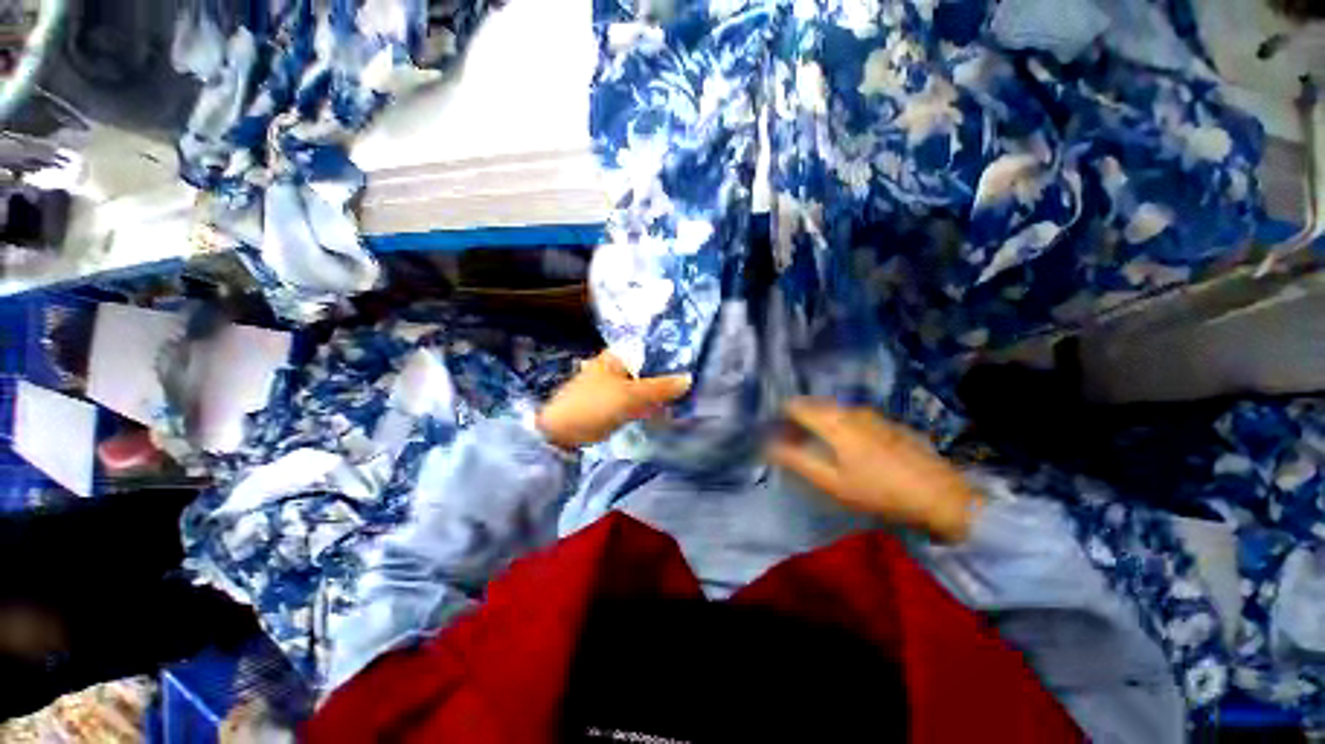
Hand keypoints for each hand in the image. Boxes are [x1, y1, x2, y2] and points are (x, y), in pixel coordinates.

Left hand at [537, 351, 691, 448]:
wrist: (562, 433)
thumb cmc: (594, 405)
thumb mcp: (630, 396)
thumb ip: (660, 388)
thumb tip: (689, 379)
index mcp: (616, 356)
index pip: (649, 350)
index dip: (670, 356)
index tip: (692, 363)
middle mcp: (616, 367)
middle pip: (648, 369)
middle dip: (667, 376)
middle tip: (692, 384)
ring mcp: (614, 386)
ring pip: (644, 385)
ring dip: (660, 392)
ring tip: (684, 397)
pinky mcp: (614, 403)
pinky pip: (637, 400)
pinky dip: (650, 404)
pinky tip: (665, 410)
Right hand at [767, 398, 980, 542]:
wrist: (940, 495)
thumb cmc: (879, 490)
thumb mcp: (832, 482)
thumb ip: (797, 461)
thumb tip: (768, 446)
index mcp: (833, 421)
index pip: (795, 405)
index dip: (780, 415)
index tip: (775, 430)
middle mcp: (850, 410)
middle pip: (814, 405)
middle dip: (799, 418)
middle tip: (793, 440)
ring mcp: (872, 414)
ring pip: (835, 409)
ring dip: (820, 420)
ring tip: (817, 443)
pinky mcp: (887, 423)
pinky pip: (853, 416)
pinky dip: (840, 424)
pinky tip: (848, 446)